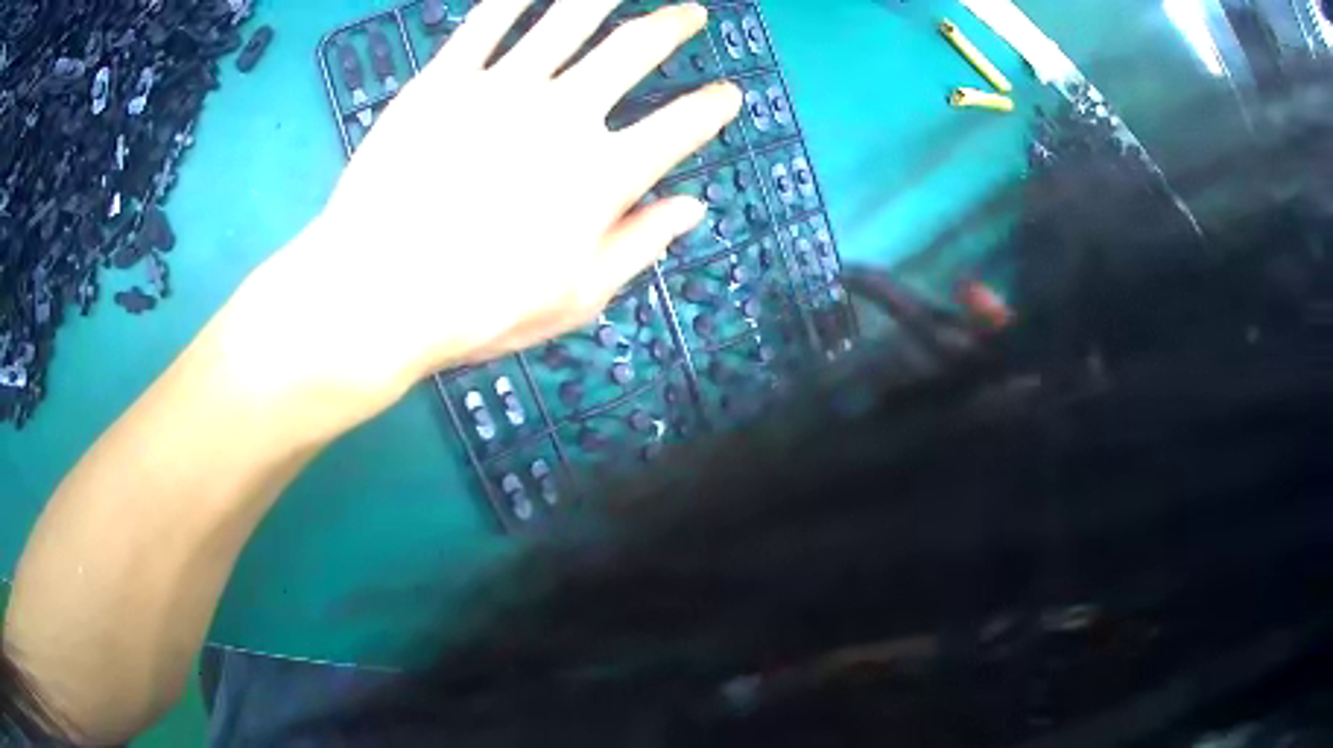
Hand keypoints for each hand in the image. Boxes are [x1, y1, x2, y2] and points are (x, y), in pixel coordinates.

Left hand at [228, 0, 739, 433]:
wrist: (375, 294)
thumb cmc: (477, 309)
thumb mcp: (573, 299)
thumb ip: (637, 245)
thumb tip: (691, 208)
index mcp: (603, 174)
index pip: (680, 125)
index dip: (712, 106)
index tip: (728, 94)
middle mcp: (564, 113)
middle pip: (634, 50)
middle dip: (672, 26)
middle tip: (690, 13)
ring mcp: (501, 87)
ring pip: (568, 19)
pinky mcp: (444, 79)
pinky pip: (487, 22)